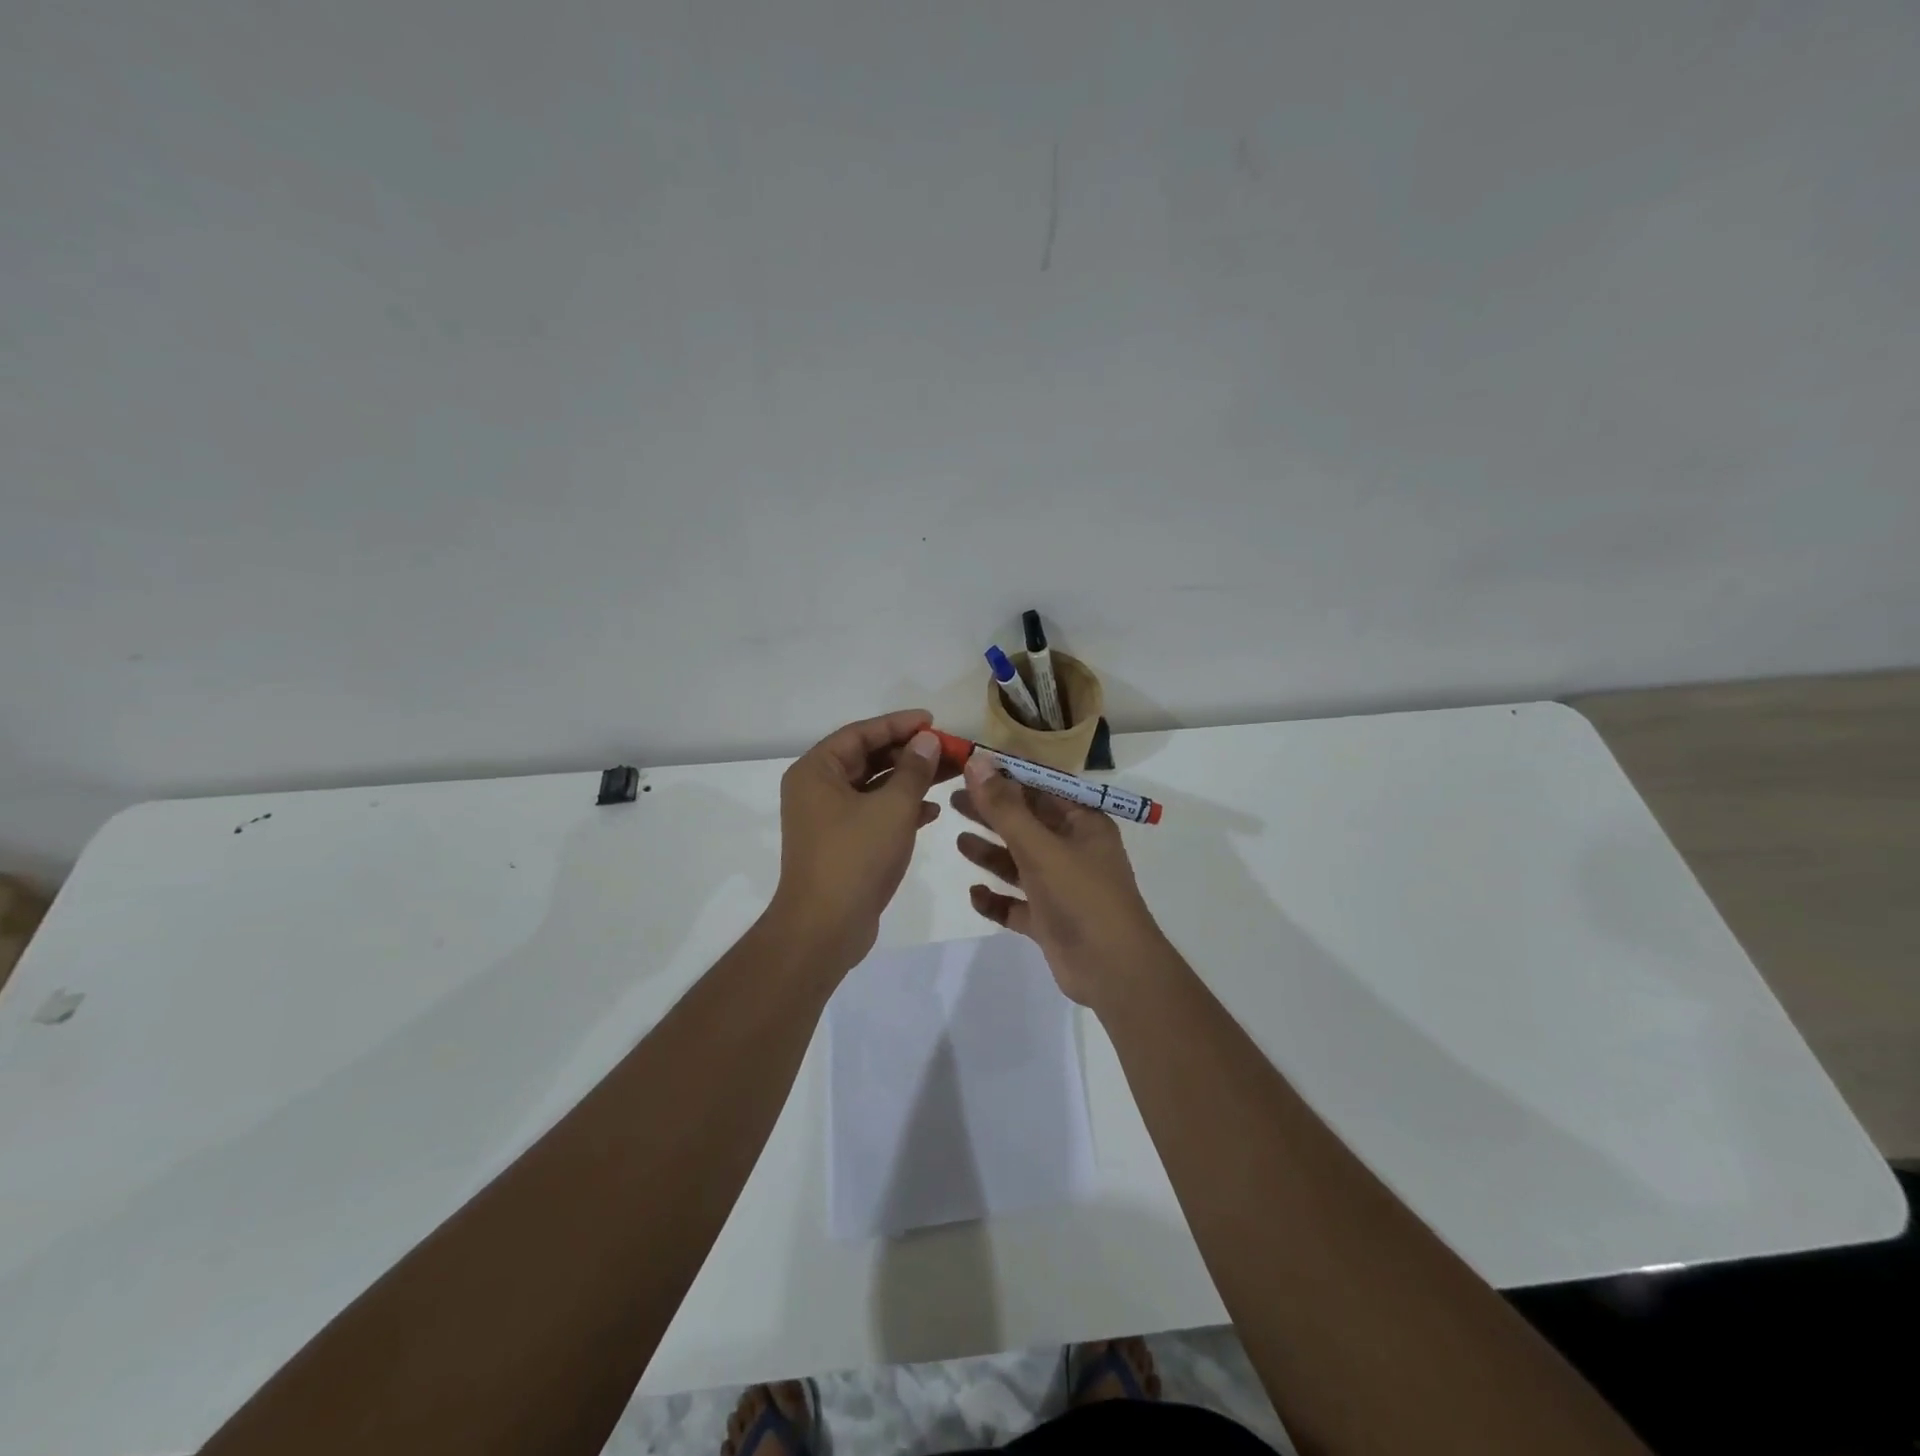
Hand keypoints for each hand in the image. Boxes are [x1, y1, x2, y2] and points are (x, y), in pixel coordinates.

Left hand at [767, 710, 952, 974]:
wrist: (825, 928)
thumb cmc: (855, 858)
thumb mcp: (892, 808)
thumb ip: (913, 770)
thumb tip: (927, 740)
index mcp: (817, 771)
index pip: (861, 733)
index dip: (899, 724)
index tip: (934, 721)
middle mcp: (817, 789)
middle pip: (868, 758)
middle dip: (909, 754)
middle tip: (948, 750)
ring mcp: (828, 819)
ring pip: (874, 787)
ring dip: (910, 781)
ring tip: (950, 774)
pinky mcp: (842, 844)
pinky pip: (874, 813)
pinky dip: (901, 809)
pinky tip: (934, 812)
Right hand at [952, 753, 1172, 1007]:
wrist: (1114, 972)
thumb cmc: (1082, 898)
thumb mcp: (1041, 848)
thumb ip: (1005, 808)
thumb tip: (978, 762)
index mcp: (1083, 823)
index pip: (1041, 786)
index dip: (1007, 774)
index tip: (970, 764)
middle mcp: (1074, 849)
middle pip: (1026, 822)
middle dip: (991, 811)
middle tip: (952, 798)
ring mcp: (1062, 887)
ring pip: (1019, 862)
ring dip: (991, 852)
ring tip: (958, 840)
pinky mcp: (1050, 920)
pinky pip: (1017, 903)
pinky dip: (996, 898)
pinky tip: (974, 893)